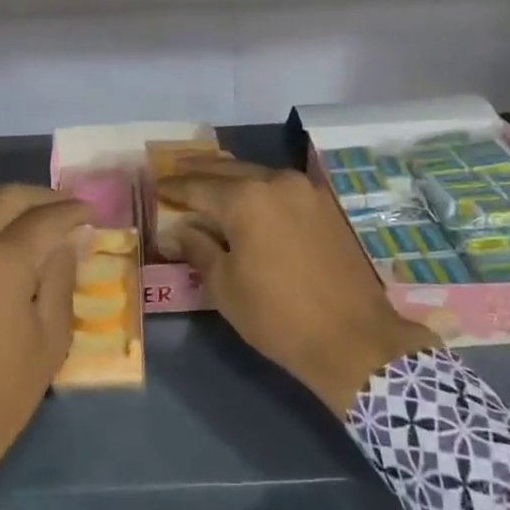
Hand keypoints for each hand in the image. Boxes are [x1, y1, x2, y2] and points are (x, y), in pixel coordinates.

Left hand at [0, 185, 88, 507]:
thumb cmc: (0, 393)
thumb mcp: (50, 339)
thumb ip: (61, 278)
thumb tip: (70, 240)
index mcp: (3, 261)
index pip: (47, 218)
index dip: (74, 211)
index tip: (92, 212)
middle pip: (8, 196)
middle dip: (44, 196)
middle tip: (67, 209)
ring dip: (9, 200)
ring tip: (34, 215)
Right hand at [157, 158, 438, 415]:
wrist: (354, 338)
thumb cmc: (278, 316)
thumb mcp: (225, 286)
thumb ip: (198, 249)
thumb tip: (178, 231)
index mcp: (246, 199)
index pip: (198, 187)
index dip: (174, 188)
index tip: (155, 186)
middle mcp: (276, 182)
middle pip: (229, 170)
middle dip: (200, 172)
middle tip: (177, 171)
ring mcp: (306, 191)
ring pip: (258, 174)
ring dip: (232, 177)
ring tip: (209, 181)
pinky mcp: (325, 206)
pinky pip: (281, 188)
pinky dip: (259, 188)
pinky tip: (249, 198)